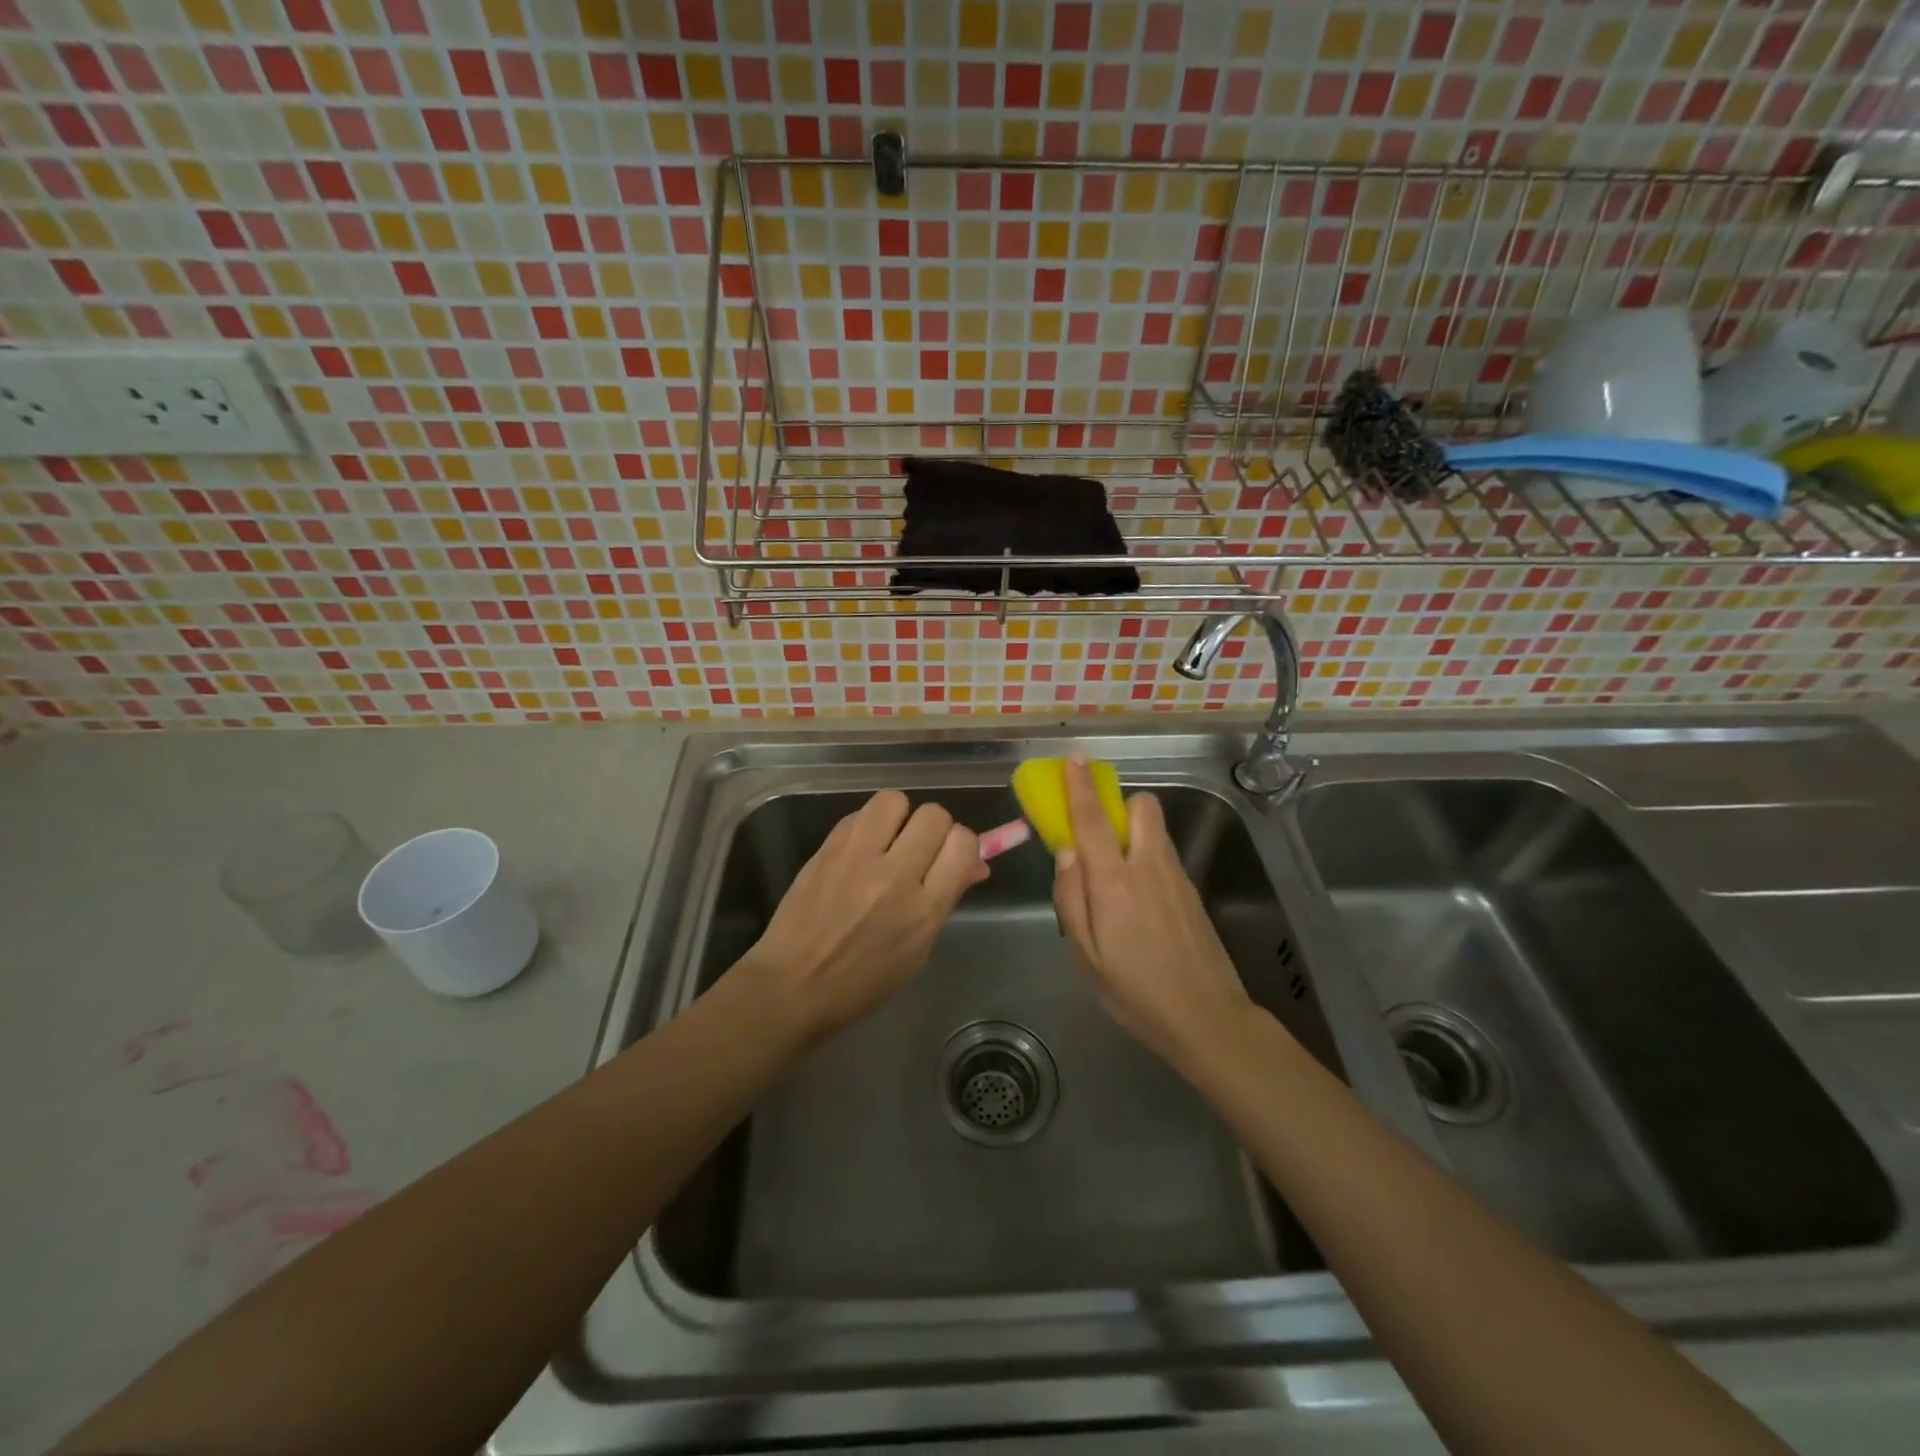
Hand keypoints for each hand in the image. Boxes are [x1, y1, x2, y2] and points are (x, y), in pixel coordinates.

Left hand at [739, 790, 986, 1043]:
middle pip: (934, 815)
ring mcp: (857, 858)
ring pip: (895, 800)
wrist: (792, 985)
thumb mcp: (917, 950)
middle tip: (919, 849)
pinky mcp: (827, 848)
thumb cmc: (862, 981)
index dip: (962, 845)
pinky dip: (867, 825)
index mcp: (924, 911)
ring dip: (899, 816)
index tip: (950, 858)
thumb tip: (974, 864)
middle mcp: (895, 877)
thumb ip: (945, 900)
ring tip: (890, 839)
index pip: (963, 843)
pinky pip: (859, 814)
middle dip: (934, 828)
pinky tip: (861, 848)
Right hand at [1052, 758, 1253, 1064]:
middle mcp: (1149, 867)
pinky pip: (1164, 854)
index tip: (1074, 759)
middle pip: (1142, 806)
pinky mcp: (1192, 891)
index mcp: (1115, 882)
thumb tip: (1066, 853)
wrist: (1207, 1018)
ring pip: (1156, 829)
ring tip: (1116, 872)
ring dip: (1134, 829)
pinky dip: (1147, 855)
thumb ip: (1071, 899)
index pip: (1093, 820)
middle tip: (1100, 833)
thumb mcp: (1086, 956)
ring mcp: (1177, 877)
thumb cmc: (1135, 992)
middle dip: (1120, 804)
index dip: (1080, 787)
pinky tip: (1139, 900)